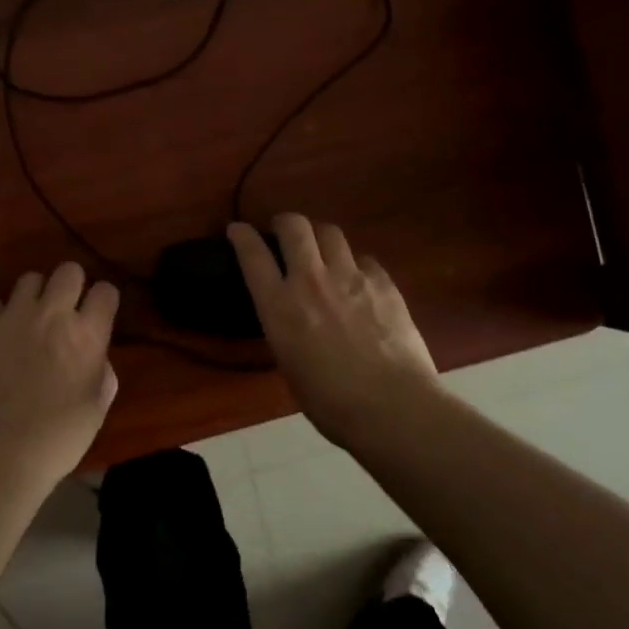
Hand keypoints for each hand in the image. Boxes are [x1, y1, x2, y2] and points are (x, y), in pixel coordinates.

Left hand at [0, 262, 118, 487]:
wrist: (0, 454)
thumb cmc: (59, 437)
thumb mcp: (97, 407)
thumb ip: (101, 372)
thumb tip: (94, 356)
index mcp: (86, 335)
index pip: (105, 291)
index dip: (104, 301)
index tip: (99, 314)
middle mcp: (52, 315)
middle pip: (68, 271)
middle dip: (73, 285)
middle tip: (67, 310)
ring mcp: (13, 318)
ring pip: (30, 279)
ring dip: (37, 296)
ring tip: (33, 319)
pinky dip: (3, 315)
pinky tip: (5, 337)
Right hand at [227, 214, 439, 448]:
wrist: (391, 406)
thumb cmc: (330, 402)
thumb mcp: (289, 365)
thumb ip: (285, 329)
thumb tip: (293, 319)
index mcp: (279, 306)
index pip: (252, 255)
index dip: (241, 236)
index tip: (237, 229)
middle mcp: (310, 280)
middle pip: (294, 226)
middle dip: (285, 223)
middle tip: (284, 232)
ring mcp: (350, 276)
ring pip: (330, 232)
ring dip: (320, 238)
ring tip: (323, 252)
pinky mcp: (383, 282)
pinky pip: (364, 259)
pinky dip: (356, 266)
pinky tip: (360, 283)